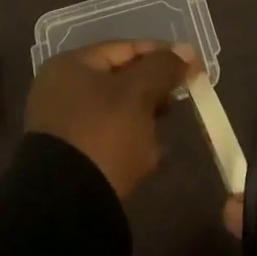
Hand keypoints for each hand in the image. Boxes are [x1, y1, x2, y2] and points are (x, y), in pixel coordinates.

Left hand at [26, 40, 193, 199]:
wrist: (67, 206)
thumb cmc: (103, 135)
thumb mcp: (138, 94)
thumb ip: (163, 68)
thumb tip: (187, 51)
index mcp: (71, 65)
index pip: (125, 49)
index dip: (162, 55)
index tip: (193, 66)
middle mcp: (62, 90)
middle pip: (121, 81)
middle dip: (154, 92)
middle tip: (181, 101)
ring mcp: (64, 125)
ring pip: (118, 113)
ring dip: (145, 122)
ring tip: (164, 137)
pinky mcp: (71, 158)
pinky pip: (109, 141)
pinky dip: (131, 146)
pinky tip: (149, 160)